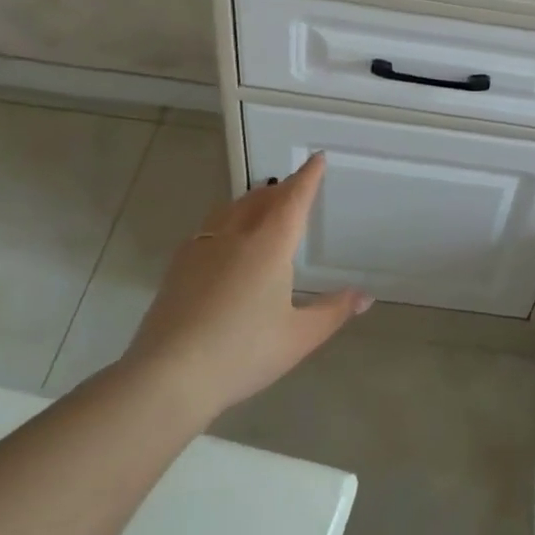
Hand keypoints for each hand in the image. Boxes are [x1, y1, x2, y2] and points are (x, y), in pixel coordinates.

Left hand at [121, 152, 369, 416]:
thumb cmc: (243, 352)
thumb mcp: (299, 337)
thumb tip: (365, 296)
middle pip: (261, 198)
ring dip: (252, 199)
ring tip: (263, 203)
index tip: (317, 158)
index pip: (294, 199)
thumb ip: (333, 312)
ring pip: (232, 209)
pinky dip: (227, 220)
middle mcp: (236, 236)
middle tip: (295, 185)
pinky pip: (210, 226)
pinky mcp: (179, 266)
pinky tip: (225, 239)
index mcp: (270, 245)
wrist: (169, 376)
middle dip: (281, 188)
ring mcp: (202, 248)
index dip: (308, 177)